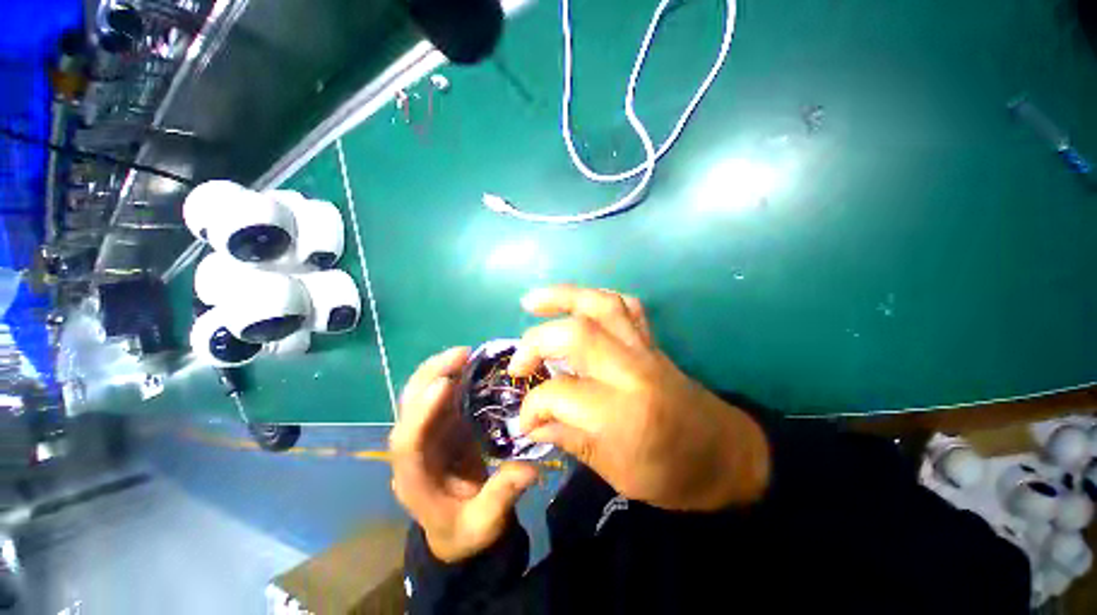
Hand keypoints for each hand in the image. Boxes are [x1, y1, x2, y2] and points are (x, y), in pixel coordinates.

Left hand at [389, 347, 538, 562]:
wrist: (457, 540)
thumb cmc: (466, 535)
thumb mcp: (486, 524)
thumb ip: (502, 496)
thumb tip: (529, 467)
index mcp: (412, 482)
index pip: (407, 444)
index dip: (421, 413)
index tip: (443, 385)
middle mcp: (410, 458)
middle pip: (407, 414)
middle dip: (428, 380)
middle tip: (460, 354)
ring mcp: (423, 446)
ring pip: (421, 404)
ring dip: (439, 376)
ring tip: (467, 355)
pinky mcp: (438, 440)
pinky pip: (440, 409)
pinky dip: (453, 388)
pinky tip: (471, 373)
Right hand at [511, 286, 770, 510]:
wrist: (730, 458)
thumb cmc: (678, 478)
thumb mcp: (621, 475)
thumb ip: (575, 443)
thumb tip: (536, 426)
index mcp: (624, 414)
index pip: (558, 393)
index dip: (532, 408)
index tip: (525, 425)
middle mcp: (635, 372)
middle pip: (576, 333)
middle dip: (535, 343)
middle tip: (517, 369)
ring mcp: (649, 354)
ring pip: (603, 306)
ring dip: (564, 297)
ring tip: (530, 302)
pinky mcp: (657, 348)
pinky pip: (629, 309)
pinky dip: (600, 300)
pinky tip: (580, 308)